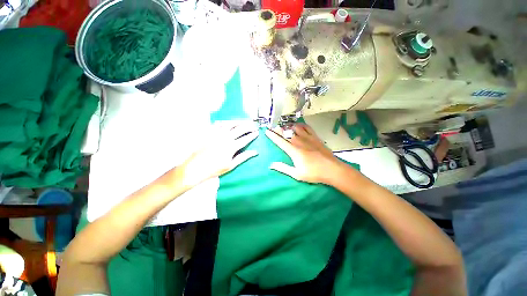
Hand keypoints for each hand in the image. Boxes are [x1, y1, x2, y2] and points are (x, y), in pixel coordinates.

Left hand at [181, 121, 258, 186]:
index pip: (246, 138)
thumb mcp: (231, 165)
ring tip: (244, 122)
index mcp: (232, 146)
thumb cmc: (215, 168)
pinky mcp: (209, 132)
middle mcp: (225, 137)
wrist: (195, 167)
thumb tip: (255, 152)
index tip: (257, 132)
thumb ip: (244, 157)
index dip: (252, 135)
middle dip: (249, 126)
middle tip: (254, 125)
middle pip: (240, 129)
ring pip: (231, 124)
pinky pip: (219, 123)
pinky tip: (229, 122)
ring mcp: (217, 133)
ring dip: (239, 122)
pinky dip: (226, 122)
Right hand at [265, 124, 343, 183]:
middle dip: (278, 129)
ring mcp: (307, 138)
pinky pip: (306, 127)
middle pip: (286, 132)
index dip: (272, 135)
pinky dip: (300, 125)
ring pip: (295, 127)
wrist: (332, 169)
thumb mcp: (296, 174)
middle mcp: (299, 141)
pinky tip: (298, 125)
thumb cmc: (313, 173)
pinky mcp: (315, 137)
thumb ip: (283, 168)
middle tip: (274, 127)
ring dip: (288, 126)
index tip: (267, 131)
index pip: (279, 141)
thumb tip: (271, 165)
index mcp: (293, 150)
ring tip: (284, 126)